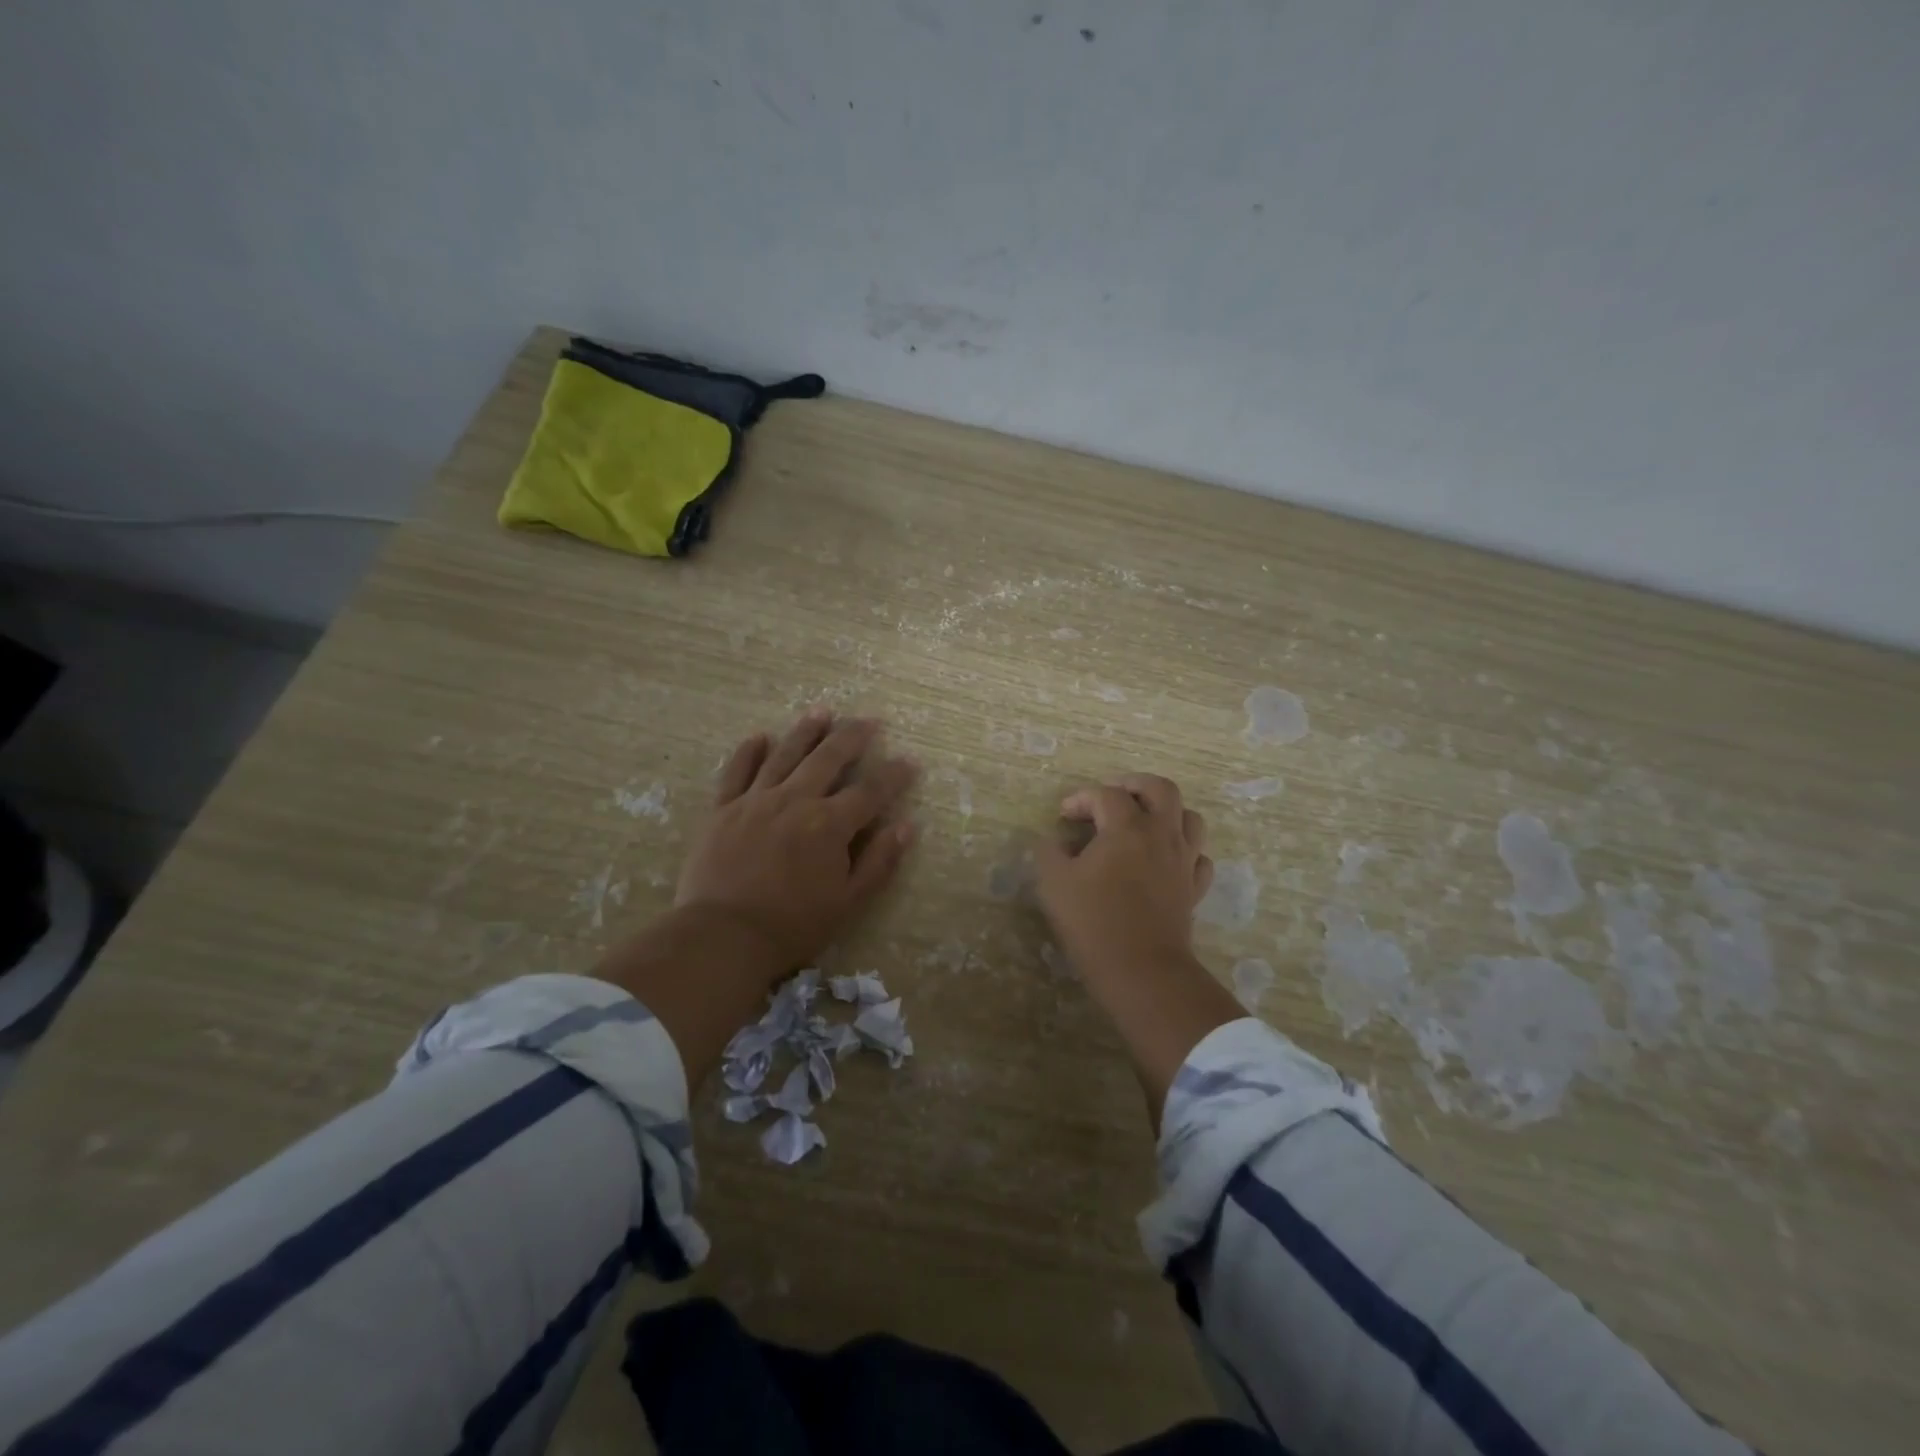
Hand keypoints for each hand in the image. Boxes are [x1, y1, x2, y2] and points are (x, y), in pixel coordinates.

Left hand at [675, 709, 918, 975]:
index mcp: (829, 825)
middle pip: (828, 758)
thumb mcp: (848, 902)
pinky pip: (736, 771)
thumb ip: (879, 861)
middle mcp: (795, 800)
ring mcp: (755, 801)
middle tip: (869, 720)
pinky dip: (749, 751)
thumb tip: (906, 825)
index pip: (870, 791)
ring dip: (806, 731)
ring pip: (785, 755)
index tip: (909, 761)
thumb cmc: (792, 926)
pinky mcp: (723, 809)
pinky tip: (760, 736)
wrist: (722, 936)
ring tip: (822, 712)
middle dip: (852, 737)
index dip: (893, 775)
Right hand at [1034, 774, 1213, 979]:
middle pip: (1160, 789)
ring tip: (1143, 822)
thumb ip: (1049, 852)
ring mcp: (1183, 860)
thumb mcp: (1054, 883)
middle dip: (1134, 785)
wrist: (1141, 969)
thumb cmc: (1094, 922)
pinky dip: (1182, 850)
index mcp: (1127, 827)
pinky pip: (1198, 856)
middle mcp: (1161, 834)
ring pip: (1189, 818)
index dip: (1080, 798)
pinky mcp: (1194, 887)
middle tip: (1112, 796)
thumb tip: (1055, 841)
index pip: (1105, 795)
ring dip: (1166, 812)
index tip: (1063, 815)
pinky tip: (1164, 860)